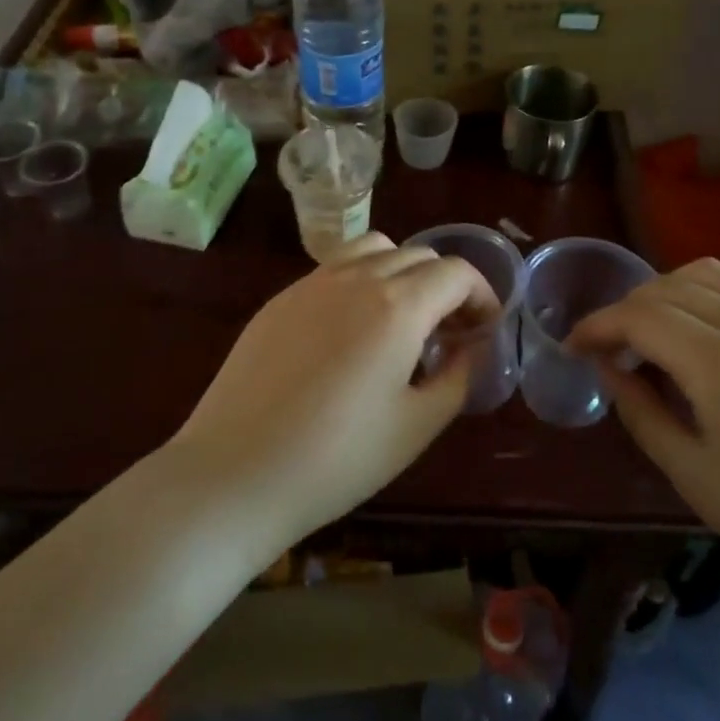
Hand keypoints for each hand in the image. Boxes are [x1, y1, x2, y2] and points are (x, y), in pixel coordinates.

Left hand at [169, 233, 498, 546]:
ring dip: (402, 271)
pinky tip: (351, 330)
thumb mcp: (416, 426)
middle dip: (446, 285)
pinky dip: (361, 280)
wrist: (235, 472)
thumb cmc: (337, 459)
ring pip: (374, 248)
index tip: (484, 328)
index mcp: (398, 306)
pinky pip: (335, 268)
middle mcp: (357, 278)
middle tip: (449, 330)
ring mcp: (313, 283)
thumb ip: (457, 377)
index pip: (456, 273)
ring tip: (401, 317)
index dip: (482, 295)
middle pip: (419, 255)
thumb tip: (472, 347)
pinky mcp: (281, 298)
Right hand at [567, 258, 719, 624]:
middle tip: (608, 350)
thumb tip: (608, 369)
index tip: (572, 347)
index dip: (597, 326)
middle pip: (667, 289)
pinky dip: (703, 295)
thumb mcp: (695, 477)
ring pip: (706, 275)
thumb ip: (642, 413)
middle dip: (624, 311)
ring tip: (650, 334)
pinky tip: (698, 334)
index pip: (640, 317)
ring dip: (663, 293)